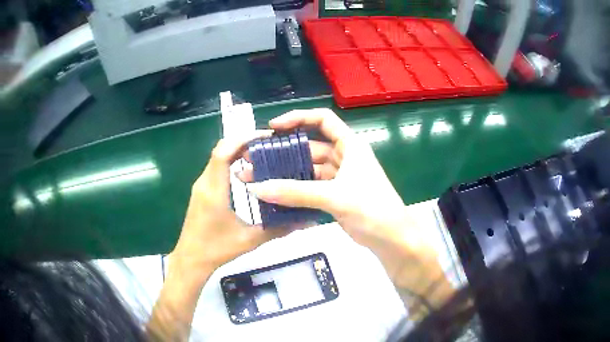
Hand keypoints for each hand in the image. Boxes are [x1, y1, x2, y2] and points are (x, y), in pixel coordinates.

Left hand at [149, 132, 286, 340]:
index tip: (265, 137)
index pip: (223, 152)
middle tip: (268, 144)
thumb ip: (278, 230)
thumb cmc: (216, 250)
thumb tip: (305, 222)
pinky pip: (215, 168)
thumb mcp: (249, 240)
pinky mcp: (201, 192)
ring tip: (261, 154)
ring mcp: (200, 186)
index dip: (242, 139)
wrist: (191, 260)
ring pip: (217, 158)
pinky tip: (246, 172)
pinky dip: (230, 162)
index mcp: (214, 190)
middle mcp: (204, 183)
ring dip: (236, 151)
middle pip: (220, 150)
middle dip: (243, 142)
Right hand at [243, 108, 405, 246]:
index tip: (273, 127)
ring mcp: (338, 178)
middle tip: (256, 159)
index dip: (298, 118)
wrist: (392, 239)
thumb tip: (257, 187)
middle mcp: (344, 157)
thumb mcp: (334, 196)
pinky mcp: (334, 197)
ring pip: (308, 170)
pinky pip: (309, 189)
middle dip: (284, 152)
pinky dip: (294, 192)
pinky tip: (274, 196)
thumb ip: (295, 192)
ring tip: (259, 179)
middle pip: (310, 147)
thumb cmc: (372, 208)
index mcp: (350, 145)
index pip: (322, 120)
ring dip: (286, 174)